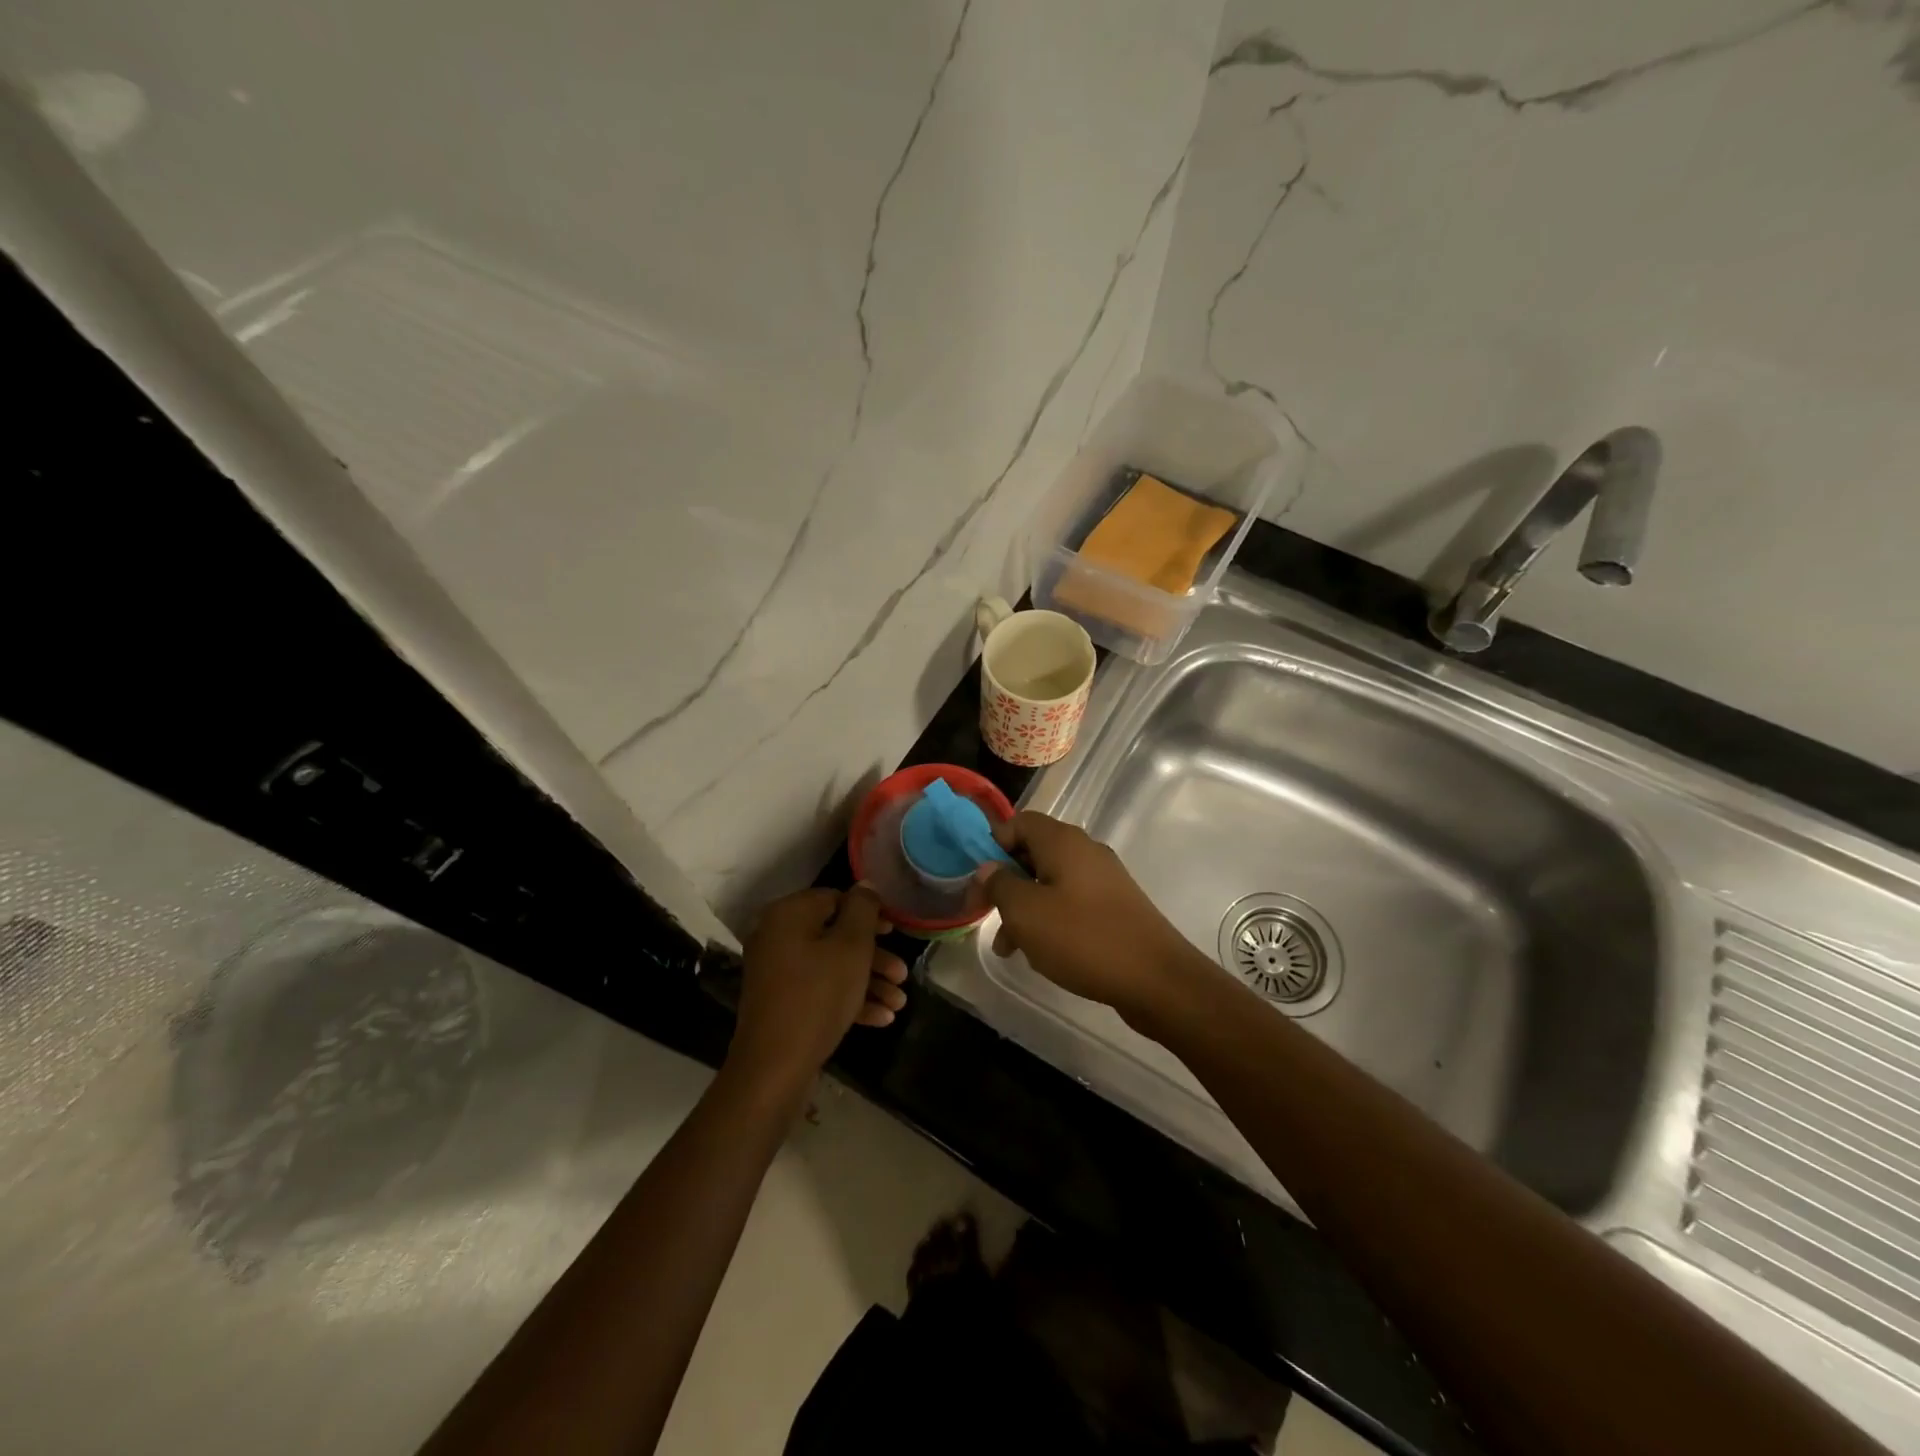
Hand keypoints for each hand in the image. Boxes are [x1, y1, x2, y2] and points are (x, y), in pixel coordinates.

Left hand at [729, 885, 908, 1088]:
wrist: (774, 1067)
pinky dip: (849, 1000)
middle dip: (875, 956)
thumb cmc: (818, 996)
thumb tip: (865, 885)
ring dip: (868, 981)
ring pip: (832, 966)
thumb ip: (863, 910)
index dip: (870, 914)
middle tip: (903, 974)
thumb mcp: (851, 947)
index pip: (836, 898)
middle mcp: (778, 937)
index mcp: (789, 915)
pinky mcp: (782, 1003)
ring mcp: (778, 972)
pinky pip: (820, 990)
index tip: (896, 933)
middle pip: (836, 935)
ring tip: (899, 1003)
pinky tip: (882, 1018)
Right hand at [973, 812, 1213, 1029]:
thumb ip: (1000, 884)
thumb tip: (988, 868)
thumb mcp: (1026, 912)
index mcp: (1063, 841)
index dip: (994, 845)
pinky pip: (1071, 902)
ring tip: (1009, 947)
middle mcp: (1085, 851)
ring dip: (1025, 908)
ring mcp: (1104, 879)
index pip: (1019, 822)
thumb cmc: (1083, 938)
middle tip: (987, 915)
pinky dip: (1051, 920)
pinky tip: (1042, 953)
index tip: (979, 880)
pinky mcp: (1115, 906)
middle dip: (1006, 882)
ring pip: (1051, 882)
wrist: (1156, 979)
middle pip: (1034, 852)